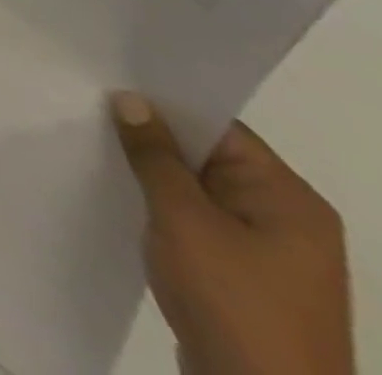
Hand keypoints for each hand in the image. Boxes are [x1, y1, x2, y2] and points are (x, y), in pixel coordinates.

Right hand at [112, 93, 353, 374]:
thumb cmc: (232, 300)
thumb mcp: (182, 217)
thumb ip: (154, 154)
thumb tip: (131, 100)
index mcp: (290, 199)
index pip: (219, 127)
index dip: (164, 103)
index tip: (108, 82)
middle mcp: (289, 220)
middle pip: (209, 157)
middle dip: (152, 138)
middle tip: (90, 108)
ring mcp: (270, 254)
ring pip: (198, 190)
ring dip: (154, 175)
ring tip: (97, 147)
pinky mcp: (247, 279)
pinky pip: (198, 223)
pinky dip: (162, 208)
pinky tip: (121, 197)